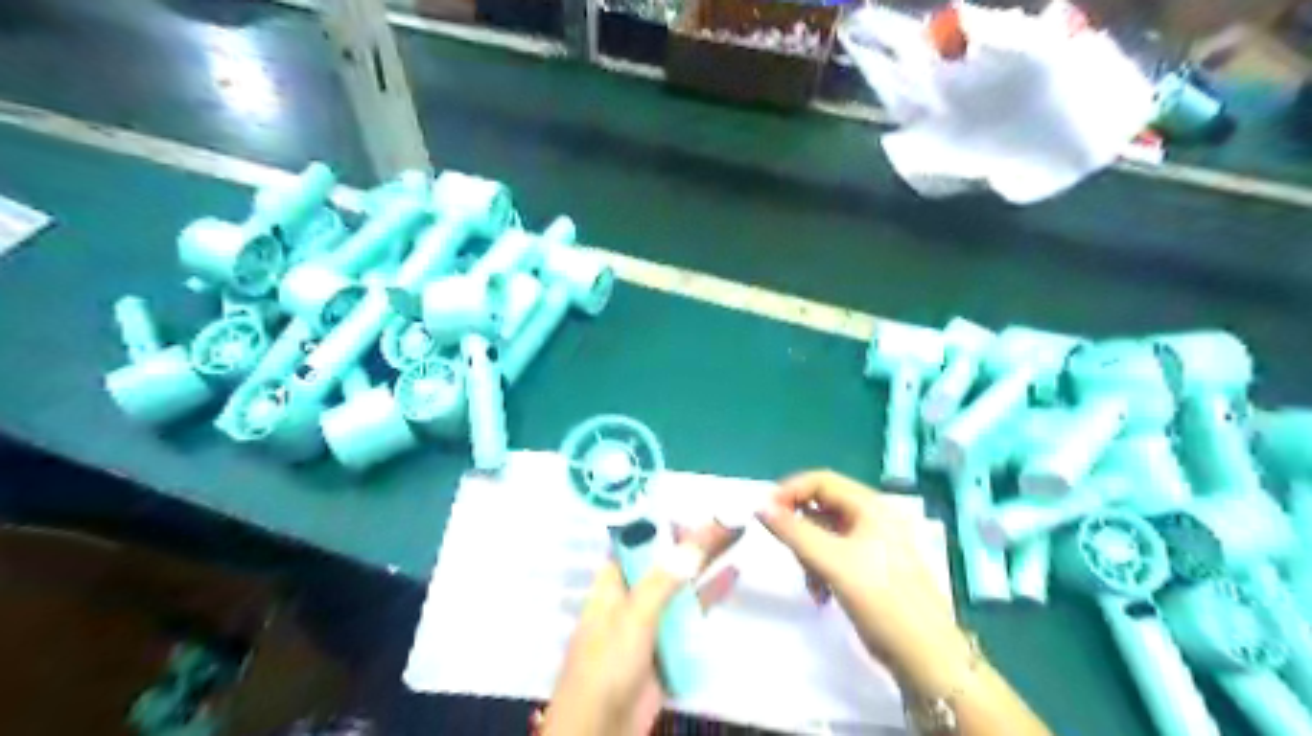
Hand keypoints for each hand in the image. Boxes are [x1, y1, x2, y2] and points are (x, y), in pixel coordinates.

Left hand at [533, 523, 734, 734]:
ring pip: (683, 580)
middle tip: (730, 516)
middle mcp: (633, 591)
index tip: (696, 505)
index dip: (667, 520)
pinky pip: (693, 610)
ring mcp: (653, 616)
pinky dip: (711, 592)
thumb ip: (662, 582)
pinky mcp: (670, 640)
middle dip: (696, 537)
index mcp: (614, 579)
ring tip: (737, 535)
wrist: (602, 729)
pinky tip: (733, 574)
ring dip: (707, 560)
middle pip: (667, 556)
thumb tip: (693, 543)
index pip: (640, 538)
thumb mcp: (632, 619)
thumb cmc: (606, 666)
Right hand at [753, 469, 960, 687]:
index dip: (789, 491)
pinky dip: (820, 568)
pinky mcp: (870, 566)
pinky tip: (820, 594)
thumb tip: (760, 506)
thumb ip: (793, 531)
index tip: (764, 513)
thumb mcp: (832, 562)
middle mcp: (872, 517)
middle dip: (799, 528)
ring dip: (808, 553)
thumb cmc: (881, 600)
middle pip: (821, 505)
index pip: (820, 480)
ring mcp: (872, 542)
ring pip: (824, 532)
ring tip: (810, 582)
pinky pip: (833, 554)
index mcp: (870, 506)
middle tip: (786, 551)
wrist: (925, 655)